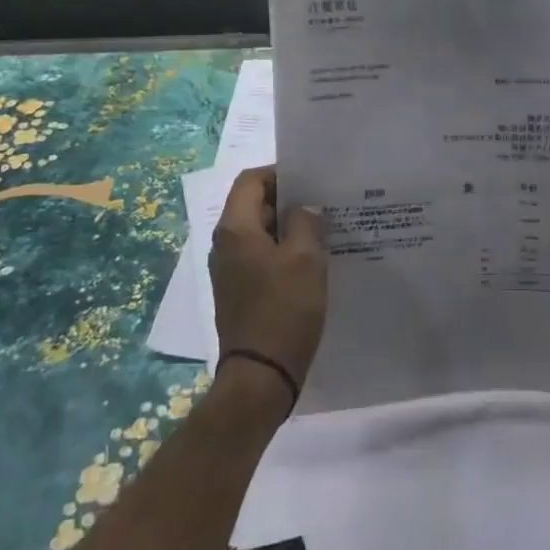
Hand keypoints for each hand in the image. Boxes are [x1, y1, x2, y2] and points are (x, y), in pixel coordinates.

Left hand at [209, 167, 326, 401]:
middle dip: (288, 200)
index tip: (311, 179)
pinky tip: (312, 261)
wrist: (261, 375)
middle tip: (324, 202)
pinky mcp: (239, 292)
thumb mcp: (306, 259)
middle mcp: (225, 245)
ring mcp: (229, 271)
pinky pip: (261, 257)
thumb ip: (306, 222)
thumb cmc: (284, 309)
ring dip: (288, 228)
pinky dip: (283, 251)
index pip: (250, 180)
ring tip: (324, 229)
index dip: (279, 173)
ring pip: (259, 233)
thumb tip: (304, 209)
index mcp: (235, 229)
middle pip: (253, 205)